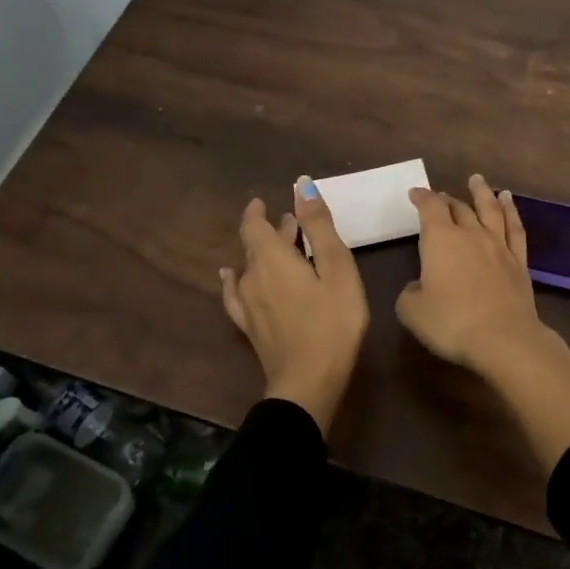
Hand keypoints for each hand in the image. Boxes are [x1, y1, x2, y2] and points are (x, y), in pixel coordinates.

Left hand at [219, 178, 368, 432]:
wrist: (308, 383)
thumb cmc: (332, 321)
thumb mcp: (337, 268)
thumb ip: (319, 226)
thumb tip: (301, 185)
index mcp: (272, 258)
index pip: (254, 225)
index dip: (257, 211)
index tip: (265, 200)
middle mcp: (252, 277)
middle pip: (255, 245)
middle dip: (272, 231)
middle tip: (293, 223)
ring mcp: (247, 305)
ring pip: (250, 268)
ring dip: (264, 255)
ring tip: (282, 249)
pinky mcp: (250, 327)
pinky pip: (236, 295)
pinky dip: (235, 280)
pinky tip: (231, 279)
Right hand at [398, 172, 569, 471]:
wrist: (504, 338)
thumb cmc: (452, 322)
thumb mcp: (412, 312)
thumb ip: (410, 293)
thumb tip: (418, 286)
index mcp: (440, 239)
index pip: (429, 208)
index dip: (421, 197)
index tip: (415, 193)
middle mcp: (470, 234)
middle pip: (458, 208)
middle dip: (447, 199)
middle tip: (440, 195)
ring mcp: (498, 246)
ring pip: (490, 210)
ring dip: (482, 193)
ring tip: (478, 180)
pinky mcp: (518, 262)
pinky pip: (514, 228)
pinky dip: (510, 211)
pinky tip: (508, 202)